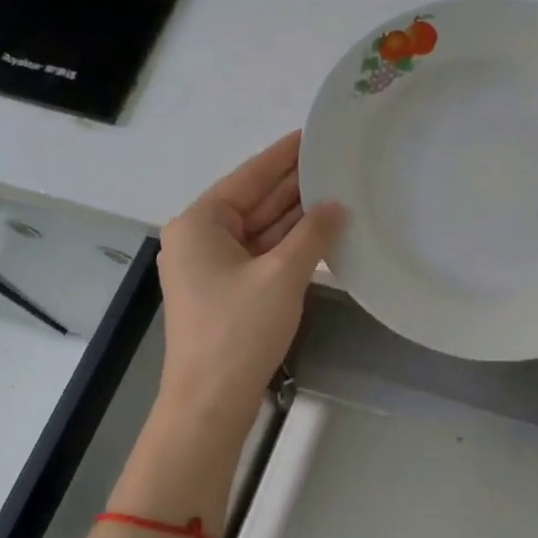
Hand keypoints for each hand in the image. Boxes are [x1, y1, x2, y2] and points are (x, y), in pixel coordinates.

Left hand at [155, 131, 342, 429]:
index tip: (312, 134)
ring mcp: (212, 267)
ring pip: (259, 229)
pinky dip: (288, 244)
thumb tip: (335, 206)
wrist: (210, 403)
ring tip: (337, 190)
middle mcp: (200, 238)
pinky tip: (321, 231)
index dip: (283, 156)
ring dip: (295, 216)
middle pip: (253, 201)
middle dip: (293, 185)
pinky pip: (261, 254)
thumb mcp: (281, 275)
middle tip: (336, 162)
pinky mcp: (226, 291)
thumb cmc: (238, 331)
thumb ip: (312, 234)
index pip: (248, 177)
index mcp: (200, 223)